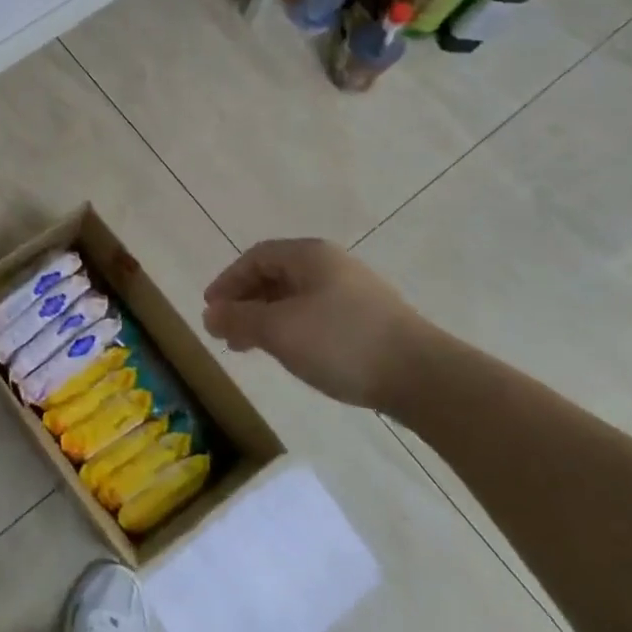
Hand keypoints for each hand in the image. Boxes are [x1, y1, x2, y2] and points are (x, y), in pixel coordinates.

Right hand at [202, 239, 439, 411]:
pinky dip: (291, 328)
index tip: (211, 310)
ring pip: (296, 298)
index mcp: (310, 256)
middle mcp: (331, 265)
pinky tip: (289, 353)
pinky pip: (315, 314)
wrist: (421, 375)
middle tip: (226, 333)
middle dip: (246, 302)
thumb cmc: (341, 342)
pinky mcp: (367, 319)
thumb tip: (210, 313)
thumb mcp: (280, 329)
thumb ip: (240, 318)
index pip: (256, 257)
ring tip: (251, 348)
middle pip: (276, 275)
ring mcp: (353, 292)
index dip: (228, 281)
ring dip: (266, 318)